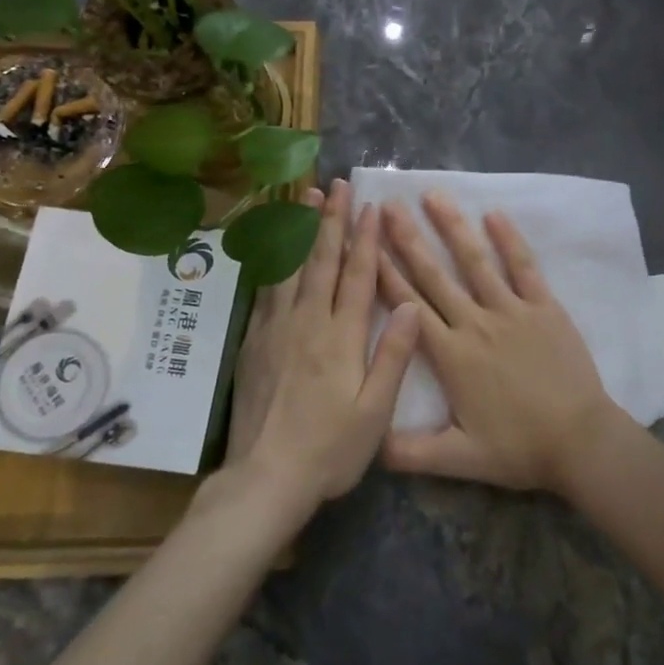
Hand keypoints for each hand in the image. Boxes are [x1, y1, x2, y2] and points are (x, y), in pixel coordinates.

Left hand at [227, 179, 420, 504]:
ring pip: (289, 268)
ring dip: (299, 230)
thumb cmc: (330, 449)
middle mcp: (307, 323)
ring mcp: (275, 329)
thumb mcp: (374, 412)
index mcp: (341, 338)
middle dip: (330, 220)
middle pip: (321, 261)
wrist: (265, 478)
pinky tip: (275, 248)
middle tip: (336, 186)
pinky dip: (273, 260)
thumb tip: (410, 304)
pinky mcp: (253, 342)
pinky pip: (265, 290)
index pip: (357, 276)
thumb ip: (393, 355)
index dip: (365, 239)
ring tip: (304, 198)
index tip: (370, 207)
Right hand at [376, 193, 630, 494]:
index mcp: (450, 355)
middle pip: (434, 275)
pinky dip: (510, 240)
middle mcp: (475, 323)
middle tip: (387, 205)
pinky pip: (524, 267)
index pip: (408, 306)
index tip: (365, 243)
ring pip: (475, 262)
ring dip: (452, 227)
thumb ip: (410, 453)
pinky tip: (494, 213)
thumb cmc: (518, 449)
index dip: (384, 274)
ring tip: (433, 195)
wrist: (579, 440)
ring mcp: (512, 311)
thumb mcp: (458, 460)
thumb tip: (367, 445)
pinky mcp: (544, 308)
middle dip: (407, 239)